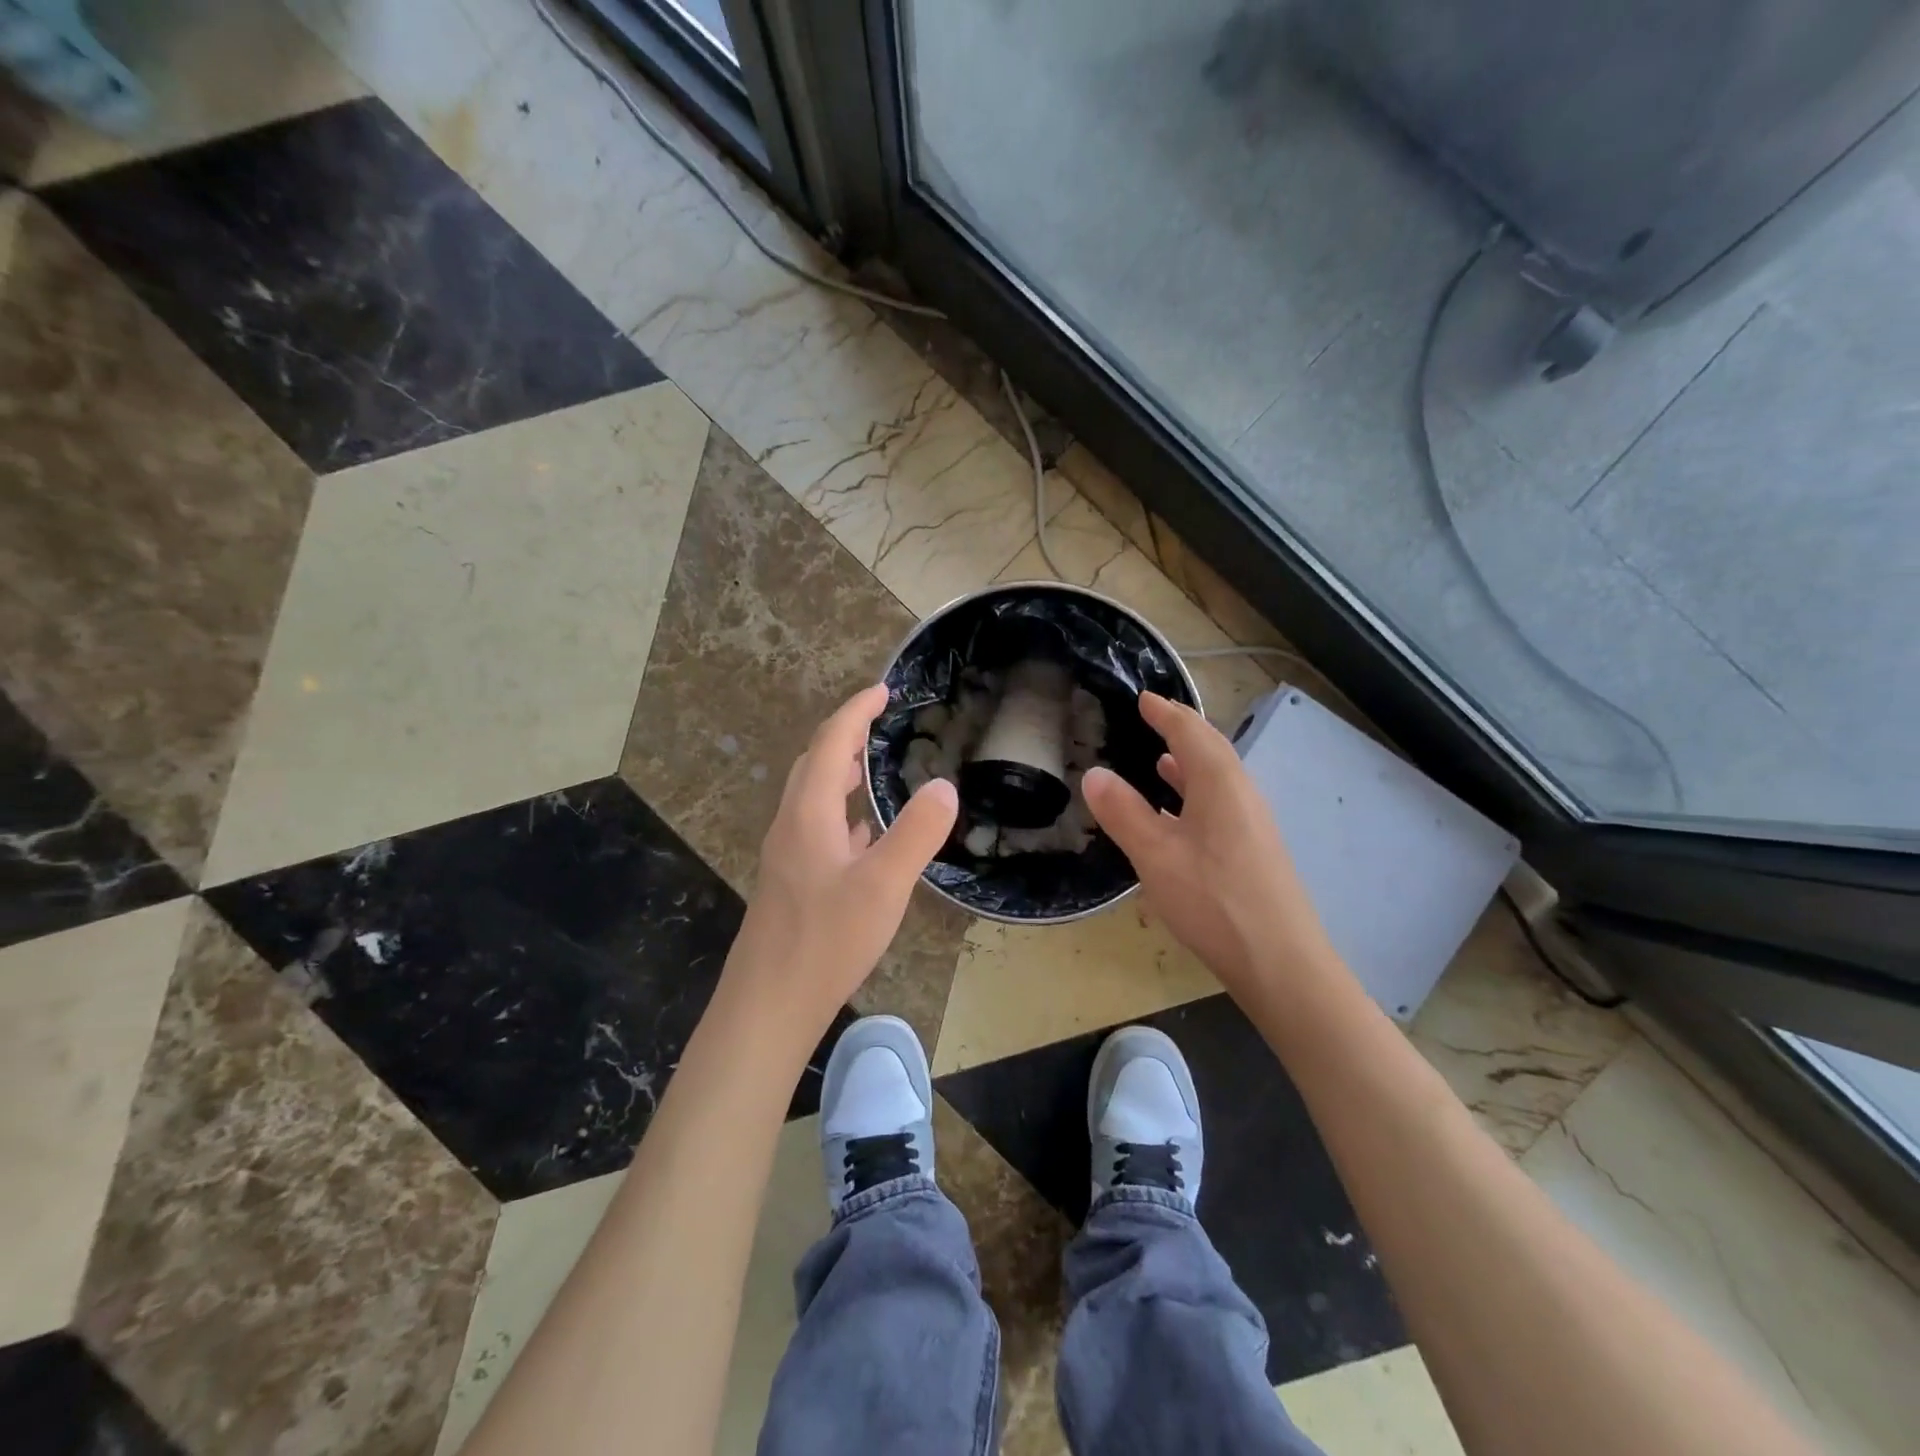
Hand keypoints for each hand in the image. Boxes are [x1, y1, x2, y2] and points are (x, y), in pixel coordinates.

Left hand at [723, 685, 958, 1040]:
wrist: (768, 1006)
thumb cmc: (825, 941)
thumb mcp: (883, 886)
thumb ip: (916, 833)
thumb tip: (945, 786)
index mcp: (808, 815)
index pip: (829, 743)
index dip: (855, 712)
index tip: (882, 690)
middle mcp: (791, 827)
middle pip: (814, 765)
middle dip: (844, 735)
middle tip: (878, 722)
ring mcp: (787, 857)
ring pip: (813, 798)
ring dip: (839, 773)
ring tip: (871, 767)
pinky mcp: (792, 884)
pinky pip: (817, 829)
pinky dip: (841, 813)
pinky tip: (862, 833)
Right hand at [1083, 692, 1332, 994]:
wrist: (1281, 962)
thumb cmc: (1213, 901)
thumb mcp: (1155, 855)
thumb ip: (1123, 812)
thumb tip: (1094, 773)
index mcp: (1220, 783)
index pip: (1191, 732)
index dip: (1165, 713)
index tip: (1144, 698)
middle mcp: (1242, 794)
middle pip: (1211, 750)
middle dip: (1181, 731)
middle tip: (1153, 720)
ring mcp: (1253, 824)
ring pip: (1218, 780)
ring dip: (1190, 765)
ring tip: (1161, 763)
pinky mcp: (1254, 851)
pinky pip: (1221, 805)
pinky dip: (1196, 796)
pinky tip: (1180, 818)